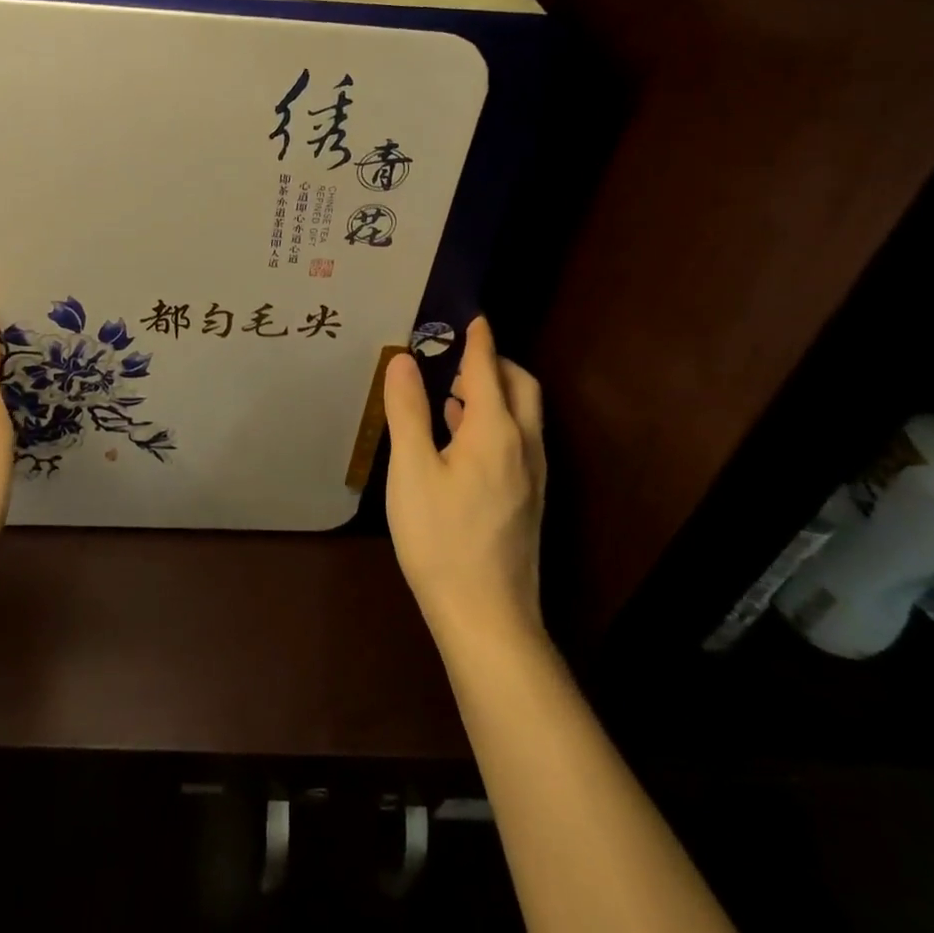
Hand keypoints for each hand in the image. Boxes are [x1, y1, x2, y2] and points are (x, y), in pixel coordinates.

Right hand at [384, 316, 546, 648]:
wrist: (487, 617)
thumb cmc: (441, 539)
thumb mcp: (412, 471)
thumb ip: (408, 411)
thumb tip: (402, 360)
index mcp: (495, 431)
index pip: (488, 368)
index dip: (479, 339)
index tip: (473, 316)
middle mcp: (523, 445)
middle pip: (520, 386)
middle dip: (495, 362)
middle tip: (459, 353)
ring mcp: (531, 476)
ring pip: (523, 415)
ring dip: (495, 392)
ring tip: (453, 389)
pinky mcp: (528, 500)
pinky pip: (518, 440)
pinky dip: (496, 421)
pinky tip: (461, 439)